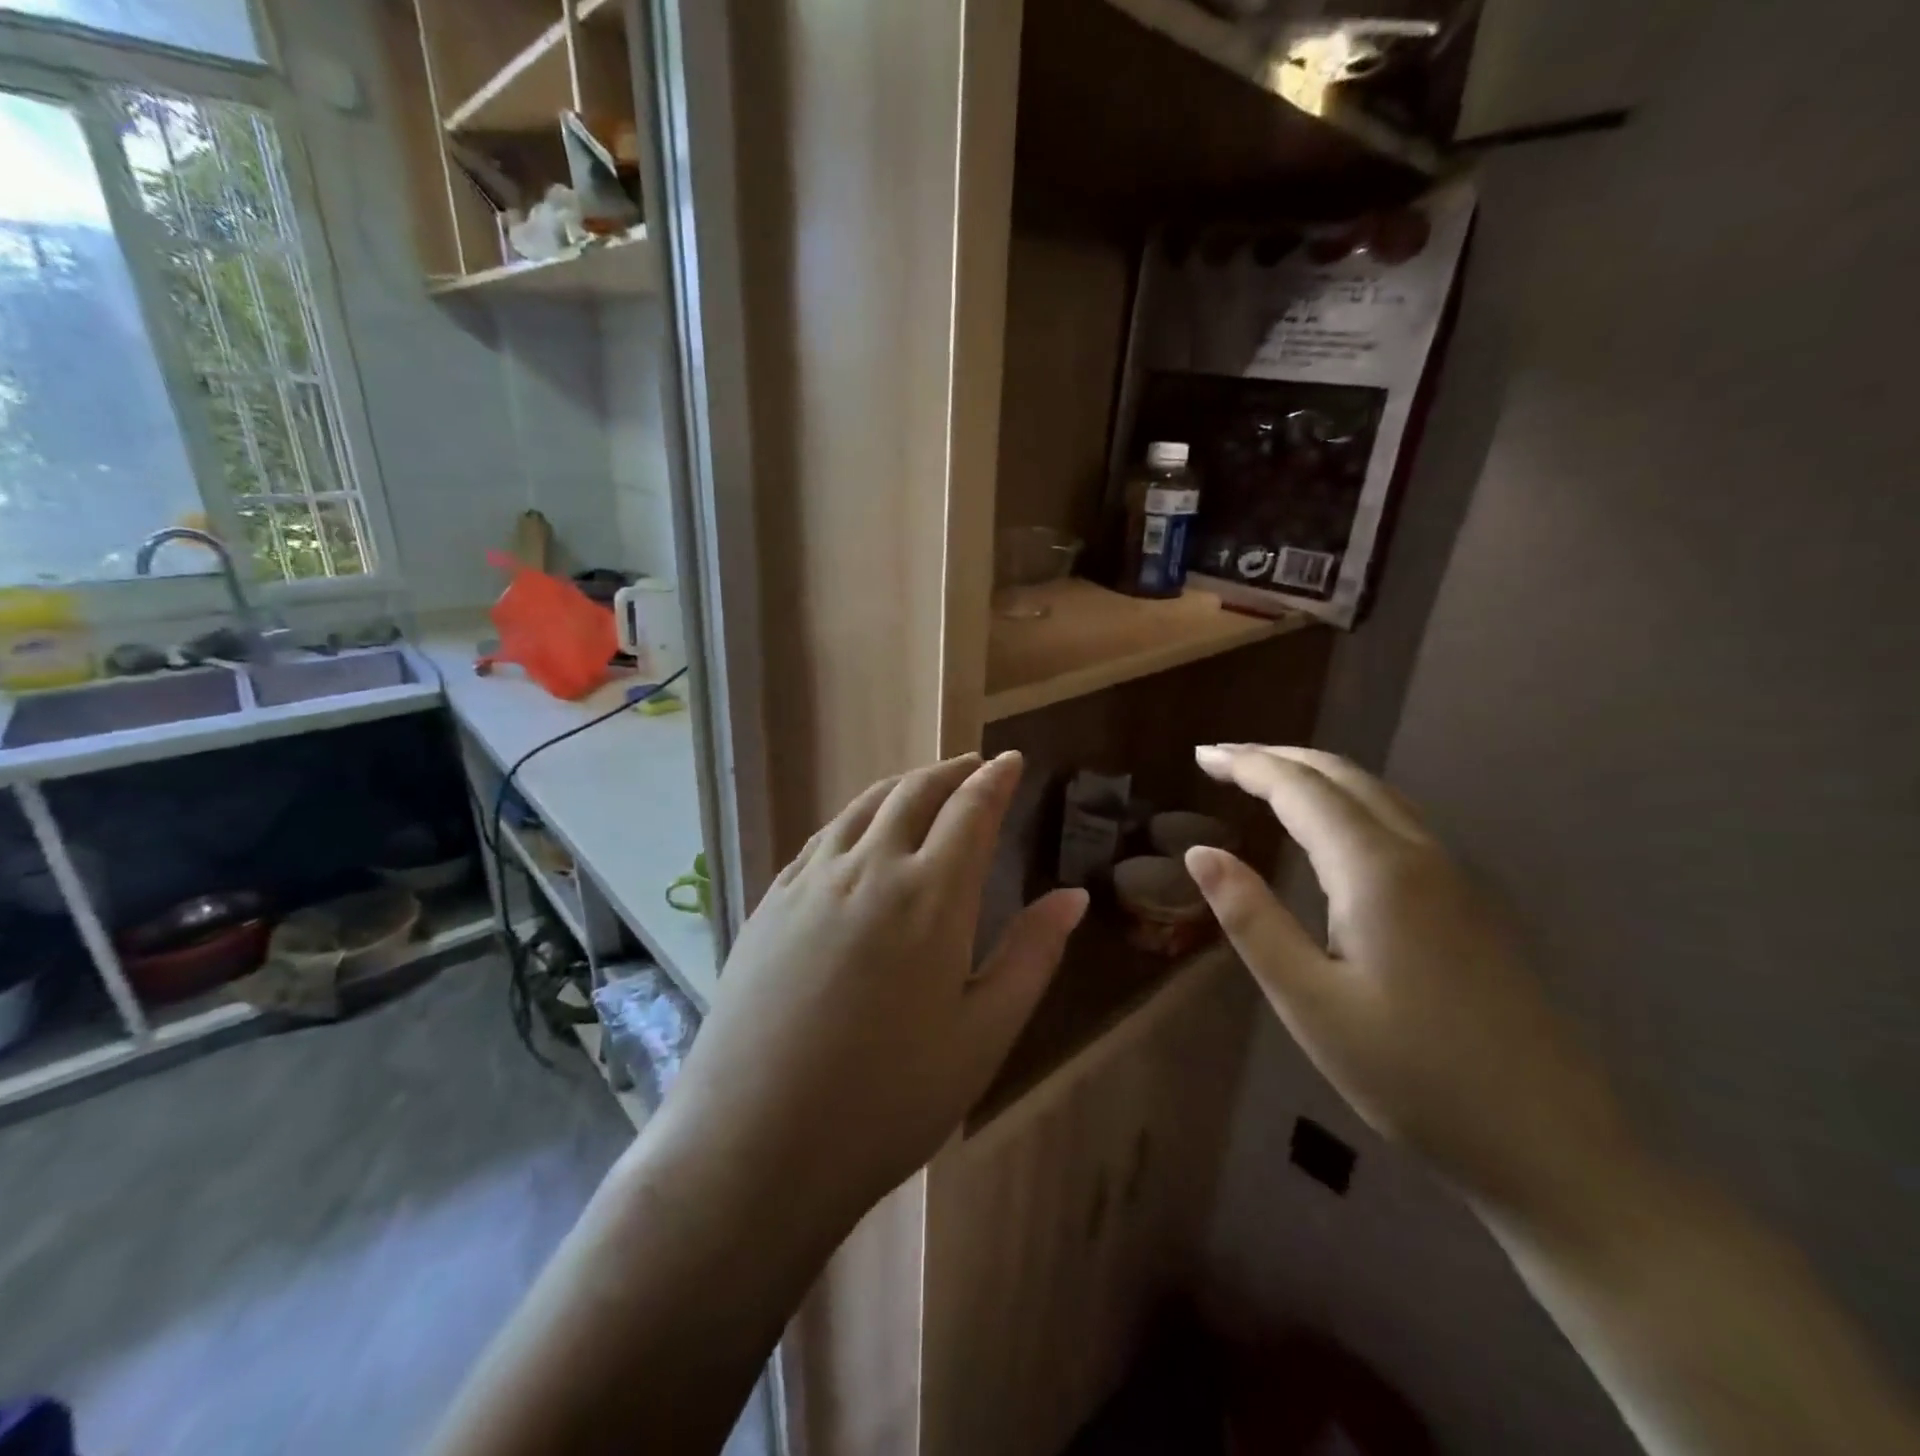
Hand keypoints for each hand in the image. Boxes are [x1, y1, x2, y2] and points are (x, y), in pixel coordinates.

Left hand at [658, 751, 1087, 1235]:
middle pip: (914, 793)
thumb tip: (1072, 896)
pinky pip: (823, 837)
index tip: (1011, 760)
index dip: (995, 779)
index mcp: (930, 896)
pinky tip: (860, 832)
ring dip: (902, 785)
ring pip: (864, 806)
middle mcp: (869, 869)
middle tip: (974, 766)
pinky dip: (856, 817)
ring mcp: (811, 882)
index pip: (971, 810)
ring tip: (924, 786)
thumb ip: (1032, 954)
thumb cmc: (890, 1099)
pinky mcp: (771, 902)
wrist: (757, 1145)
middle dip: (951, 771)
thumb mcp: (984, 1034)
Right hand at [1185, 745, 1628, 1220]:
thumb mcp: (1309, 1001)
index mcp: (1376, 871)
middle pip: (1343, 776)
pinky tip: (1329, 830)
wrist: (1550, 1143)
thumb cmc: (1412, 1075)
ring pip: (1375, 795)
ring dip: (1314, 776)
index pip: (1301, 790)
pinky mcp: (1468, 903)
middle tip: (1222, 760)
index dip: (1247, 765)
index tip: (1201, 755)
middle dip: (1278, 758)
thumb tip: (1200, 852)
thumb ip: (1251, 919)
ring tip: (1264, 781)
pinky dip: (1345, 802)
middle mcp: (1419, 855)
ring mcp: (1453, 877)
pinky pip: (1396, 821)